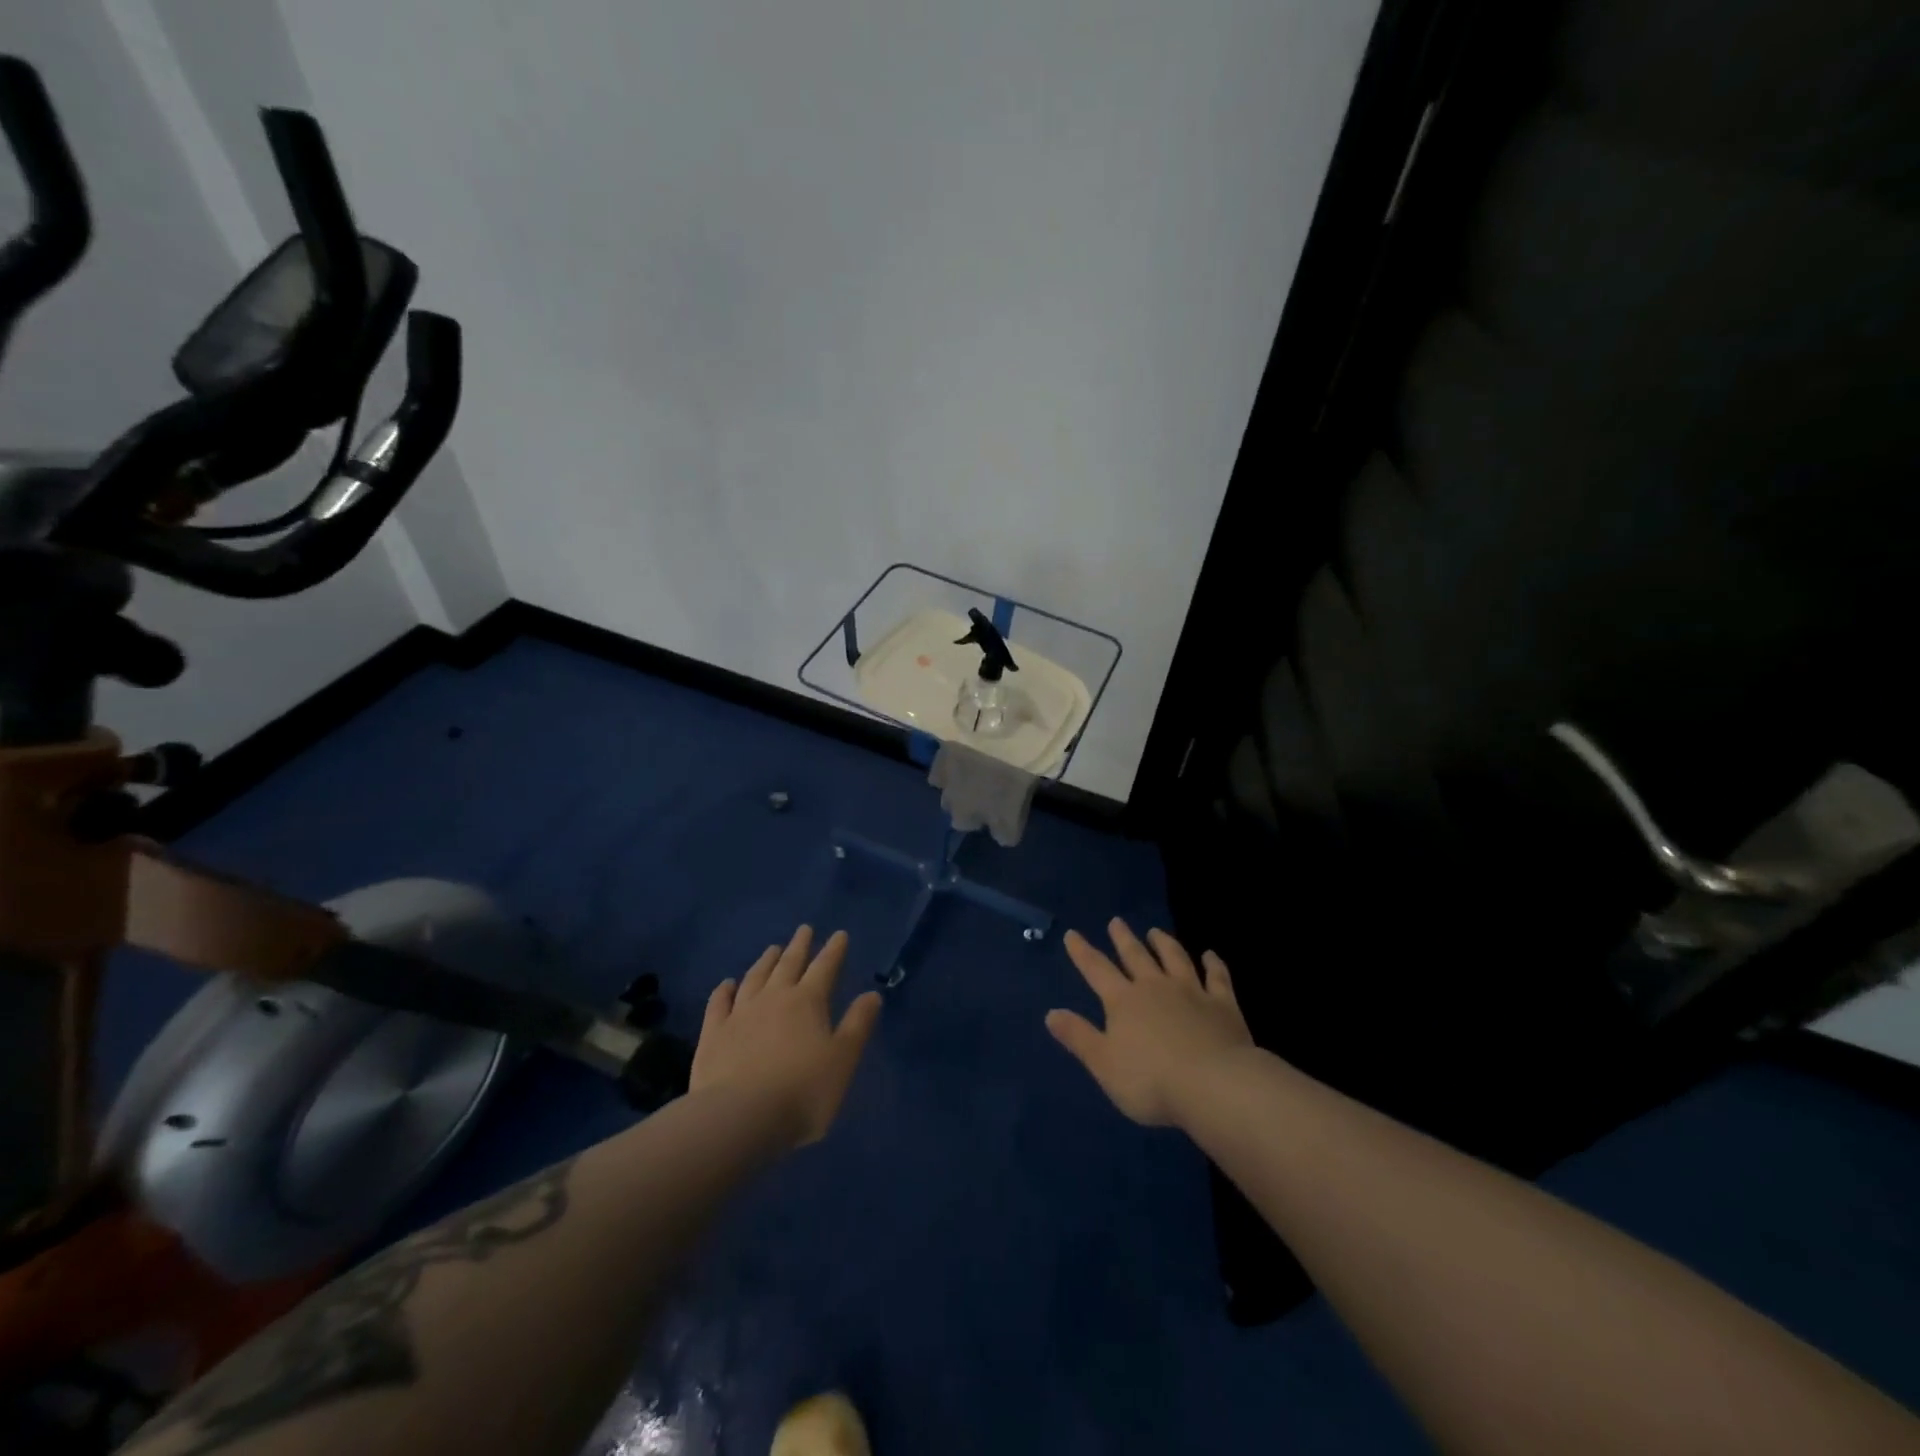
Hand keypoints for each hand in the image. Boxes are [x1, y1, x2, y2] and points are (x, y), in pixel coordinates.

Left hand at [690, 926, 881, 1147]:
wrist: (739, 1118)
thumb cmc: (802, 1091)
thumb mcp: (843, 1060)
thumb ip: (858, 1024)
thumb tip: (872, 994)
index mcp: (808, 1001)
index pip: (825, 967)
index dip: (834, 950)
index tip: (839, 934)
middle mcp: (773, 998)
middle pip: (788, 965)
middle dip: (799, 946)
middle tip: (804, 929)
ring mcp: (740, 1013)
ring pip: (755, 978)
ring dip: (765, 961)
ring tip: (772, 949)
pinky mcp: (713, 1034)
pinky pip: (719, 1003)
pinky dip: (724, 990)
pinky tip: (727, 984)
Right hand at [1047, 918, 1251, 1127]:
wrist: (1214, 1084)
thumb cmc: (1151, 1080)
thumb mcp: (1103, 1063)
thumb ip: (1078, 1037)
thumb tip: (1051, 1013)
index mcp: (1123, 1001)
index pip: (1096, 970)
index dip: (1082, 952)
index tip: (1072, 933)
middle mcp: (1155, 987)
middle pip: (1136, 956)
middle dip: (1123, 939)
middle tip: (1116, 921)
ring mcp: (1191, 991)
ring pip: (1174, 958)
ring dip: (1164, 943)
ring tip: (1156, 931)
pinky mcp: (1222, 1004)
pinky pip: (1217, 977)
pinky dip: (1213, 964)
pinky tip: (1210, 955)